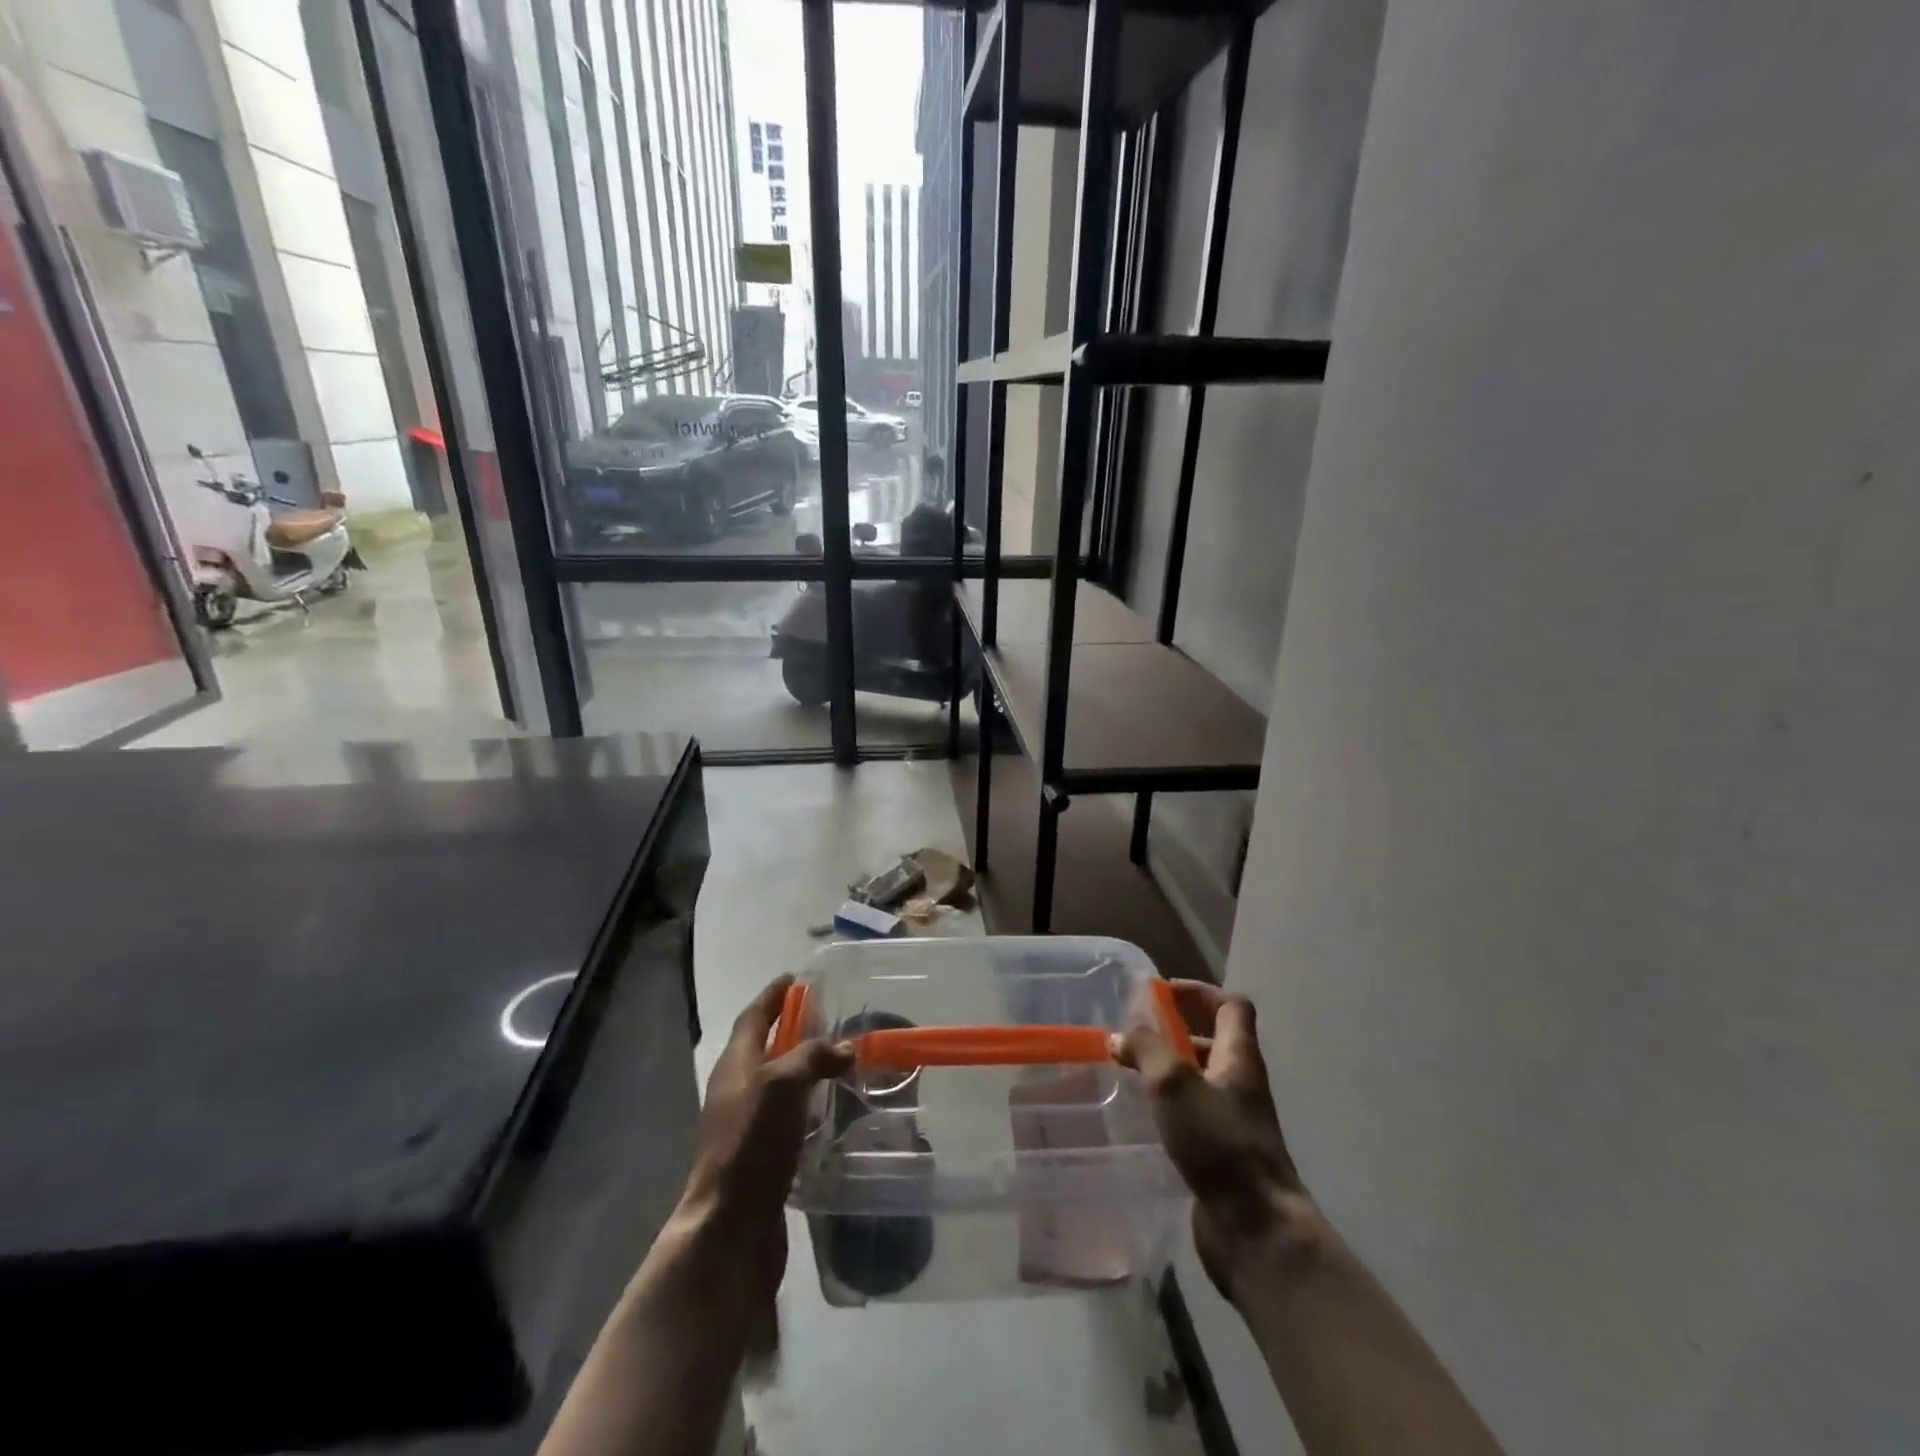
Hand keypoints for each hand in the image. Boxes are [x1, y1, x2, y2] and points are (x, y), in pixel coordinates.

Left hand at [674, 975, 851, 1305]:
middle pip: (764, 1045)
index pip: (754, 1015)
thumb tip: (846, 1048)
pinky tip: (830, 1108)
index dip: (774, 995)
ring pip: (778, 1080)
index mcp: (736, 1063)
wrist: (729, 1227)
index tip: (796, 978)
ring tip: (839, 1058)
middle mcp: (737, 1088)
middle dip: (792, 1027)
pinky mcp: (760, 1154)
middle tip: (828, 1015)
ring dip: (803, 1065)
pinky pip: (786, 1113)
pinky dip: (807, 1101)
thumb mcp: (784, 1084)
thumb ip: (814, 1056)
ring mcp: (746, 1123)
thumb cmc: (752, 1143)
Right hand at [1119, 981, 1317, 1300]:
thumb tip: (1121, 1034)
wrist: (1256, 1228)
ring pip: (1201, 1080)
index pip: (1231, 1006)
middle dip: (1177, 1031)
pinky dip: (1169, 1106)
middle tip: (1136, 1033)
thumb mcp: (1175, 1083)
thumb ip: (1146, 1050)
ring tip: (1131, 1071)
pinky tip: (1142, 1115)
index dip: (1199, 992)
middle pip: (1215, 1041)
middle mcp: (1241, 1084)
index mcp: (1240, 1057)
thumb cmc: (1219, 1142)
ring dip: (1170, 1070)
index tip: (1161, 994)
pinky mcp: (1221, 1154)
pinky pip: (1194, 1115)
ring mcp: (1234, 1122)